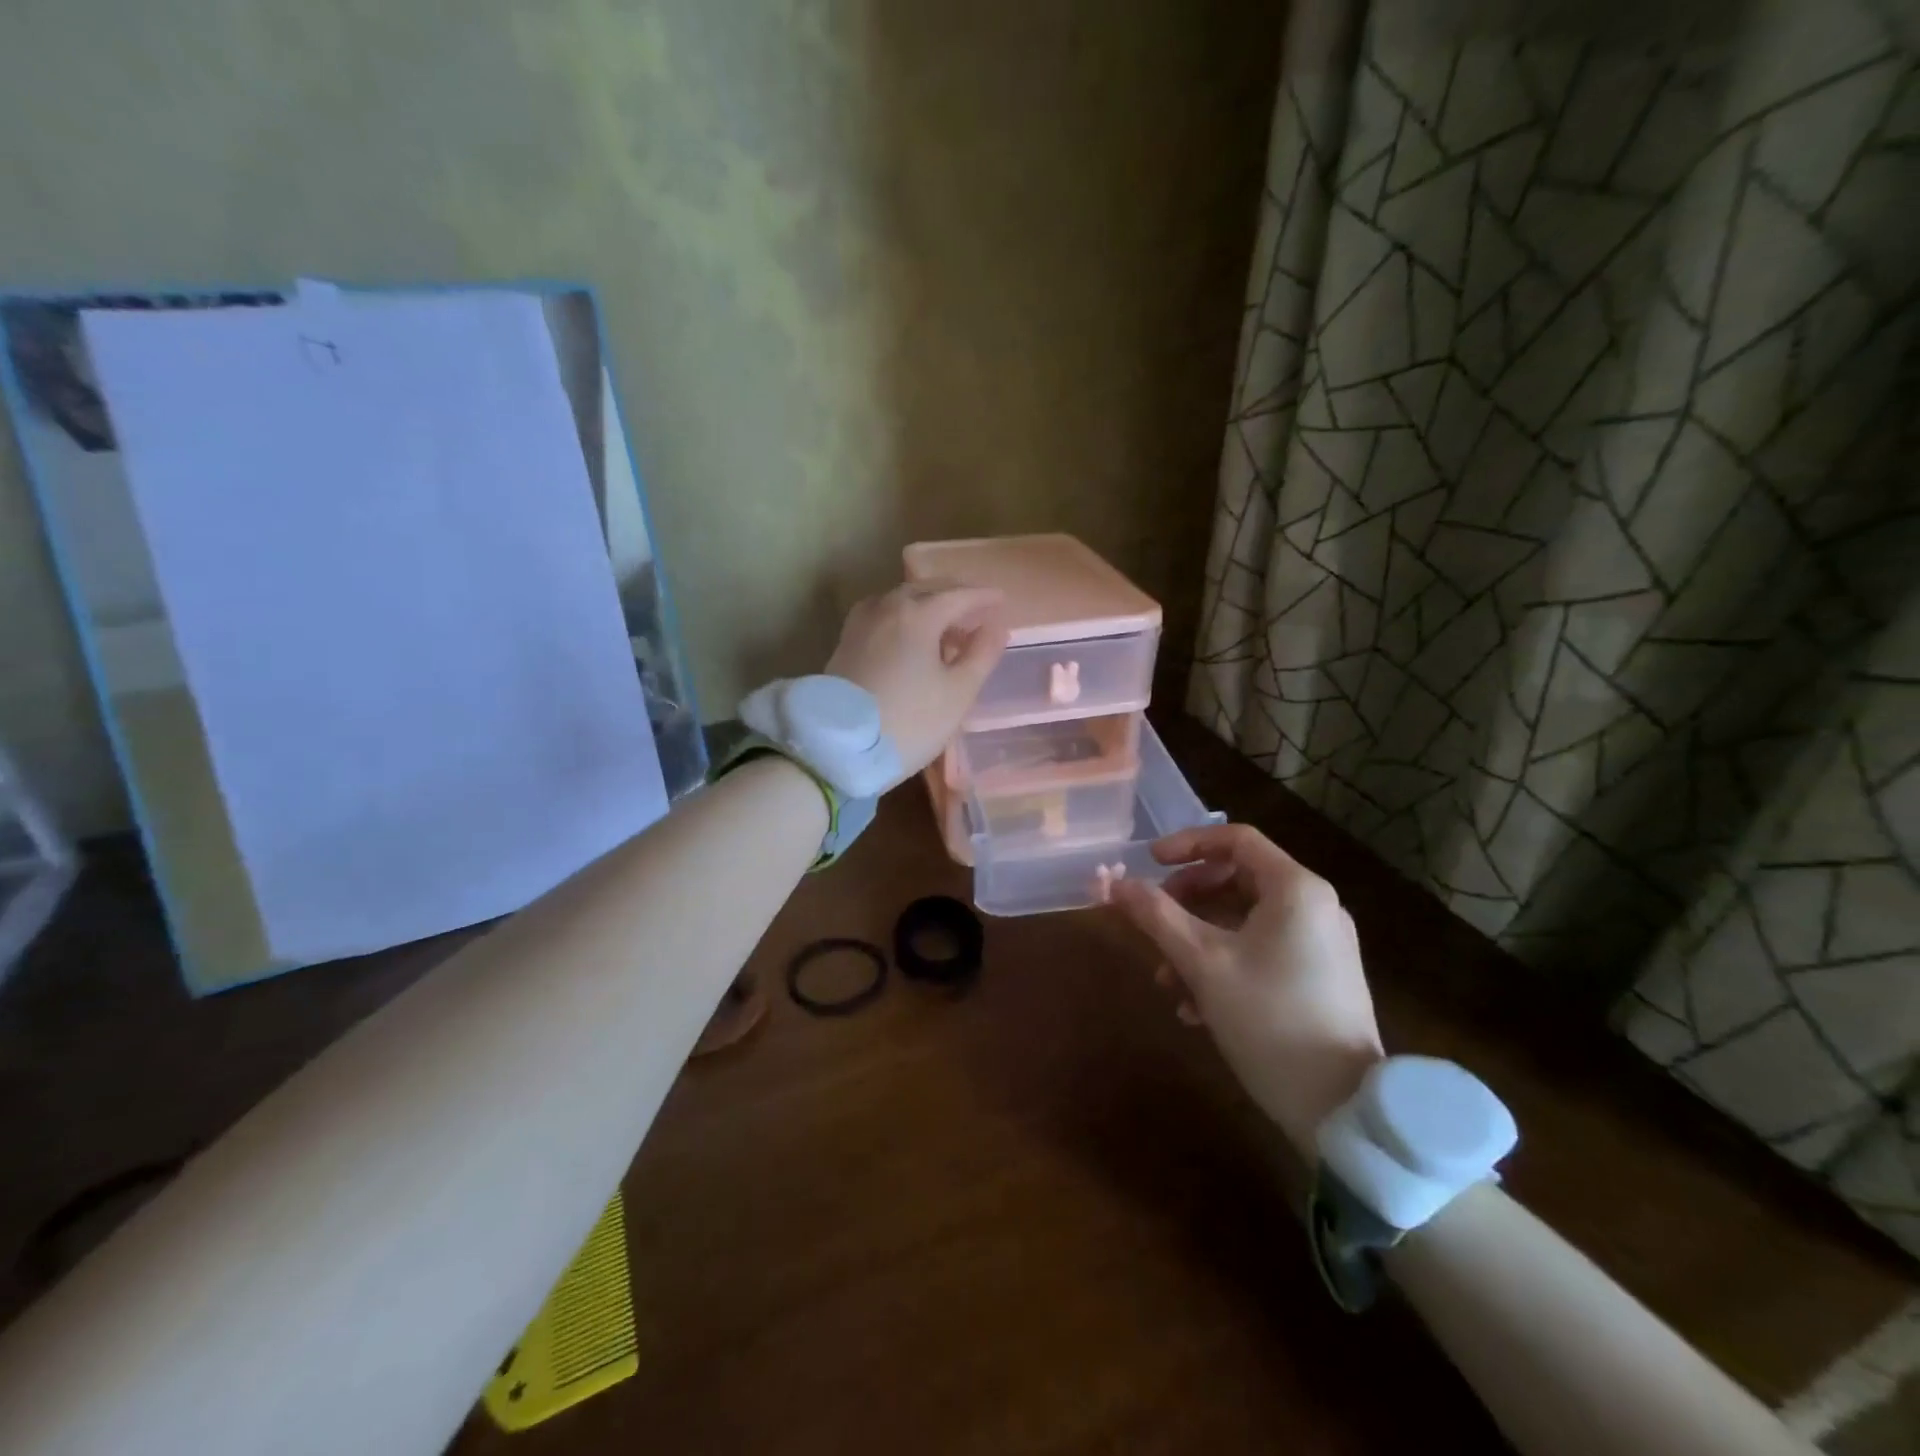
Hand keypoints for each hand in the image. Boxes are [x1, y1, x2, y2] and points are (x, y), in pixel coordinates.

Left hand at [826, 581, 1008, 781]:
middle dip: (955, 595)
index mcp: (918, 613)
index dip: (983, 597)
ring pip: (901, 600)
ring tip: (945, 626)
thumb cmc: (909, 721)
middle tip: (977, 610)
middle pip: (927, 590)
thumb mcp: (958, 693)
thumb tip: (996, 626)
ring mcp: (861, 622)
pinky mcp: (846, 641)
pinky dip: (903, 616)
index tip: (1002, 600)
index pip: (959, 595)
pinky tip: (908, 636)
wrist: (839, 748)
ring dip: (927, 605)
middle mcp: (887, 606)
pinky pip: (882, 614)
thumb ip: (982, 654)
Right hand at [1111, 824, 1382, 1156]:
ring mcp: (1322, 945)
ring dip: (1198, 941)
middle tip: (1153, 925)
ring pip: (1245, 921)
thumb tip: (1112, 882)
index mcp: (1296, 889)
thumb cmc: (1269, 1020)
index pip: (1235, 839)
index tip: (1148, 862)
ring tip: (1168, 983)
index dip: (1186, 844)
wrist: (1343, 1110)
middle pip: (1237, 880)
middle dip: (1186, 902)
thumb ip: (1155, 916)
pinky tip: (1197, 1008)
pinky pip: (1263, 951)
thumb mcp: (1202, 963)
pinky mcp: (1321, 979)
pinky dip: (1225, 964)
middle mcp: (1315, 907)